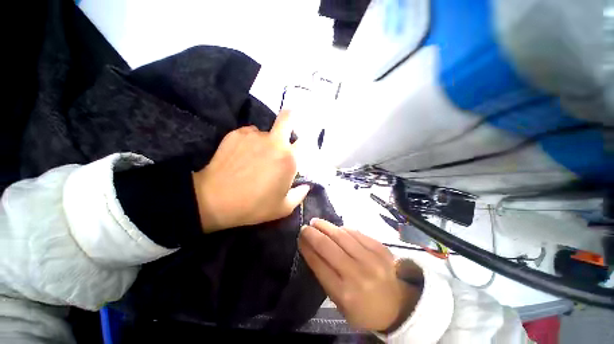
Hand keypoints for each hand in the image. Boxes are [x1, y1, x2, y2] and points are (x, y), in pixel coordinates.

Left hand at [192, 110, 309, 232]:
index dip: (303, 146)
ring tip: (256, 156)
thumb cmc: (254, 206)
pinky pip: (250, 133)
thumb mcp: (283, 208)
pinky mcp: (237, 134)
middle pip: (288, 118)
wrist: (214, 200)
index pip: (304, 142)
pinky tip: (243, 155)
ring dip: (267, 141)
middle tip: (289, 125)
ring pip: (266, 132)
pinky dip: (251, 141)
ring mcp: (254, 135)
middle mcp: (275, 142)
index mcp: (289, 159)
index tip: (298, 151)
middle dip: (291, 117)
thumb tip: (306, 185)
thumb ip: (299, 195)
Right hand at [299, 219, 420, 331]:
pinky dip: (344, 229)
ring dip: (326, 227)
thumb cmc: (365, 308)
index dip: (306, 248)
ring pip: (342, 236)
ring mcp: (371, 259)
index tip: (300, 238)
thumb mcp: (341, 304)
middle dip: (313, 234)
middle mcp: (357, 274)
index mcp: (345, 293)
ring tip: (317, 222)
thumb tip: (312, 250)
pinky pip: (357, 233)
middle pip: (328, 247)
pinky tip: (337, 228)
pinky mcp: (381, 249)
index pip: (318, 264)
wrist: (399, 306)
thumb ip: (326, 277)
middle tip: (305, 227)